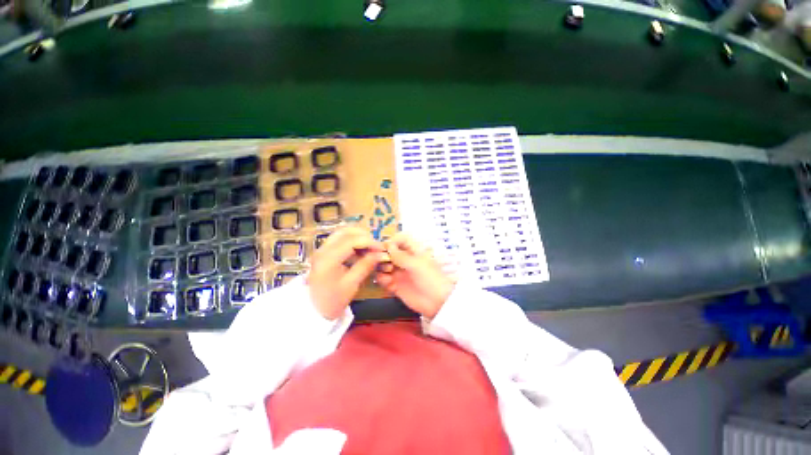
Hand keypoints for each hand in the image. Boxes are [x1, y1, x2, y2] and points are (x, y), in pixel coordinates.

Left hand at [308, 227, 385, 319]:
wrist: (313, 310)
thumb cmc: (333, 300)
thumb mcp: (351, 284)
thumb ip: (365, 266)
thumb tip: (381, 254)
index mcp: (328, 259)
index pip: (351, 241)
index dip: (369, 242)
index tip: (381, 248)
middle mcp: (323, 249)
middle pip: (346, 232)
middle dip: (364, 236)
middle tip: (375, 246)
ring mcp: (322, 249)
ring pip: (342, 233)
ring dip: (358, 237)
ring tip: (369, 248)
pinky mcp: (324, 252)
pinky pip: (340, 239)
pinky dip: (352, 241)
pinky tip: (360, 251)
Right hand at [376, 233, 454, 318]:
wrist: (438, 303)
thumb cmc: (431, 279)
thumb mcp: (417, 264)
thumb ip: (401, 255)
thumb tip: (388, 244)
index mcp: (413, 252)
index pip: (400, 240)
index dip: (392, 241)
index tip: (386, 246)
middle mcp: (404, 260)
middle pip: (389, 252)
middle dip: (383, 254)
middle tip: (382, 259)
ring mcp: (399, 273)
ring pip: (383, 265)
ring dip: (381, 266)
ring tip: (388, 270)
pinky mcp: (395, 285)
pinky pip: (383, 279)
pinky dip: (382, 279)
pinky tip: (388, 281)